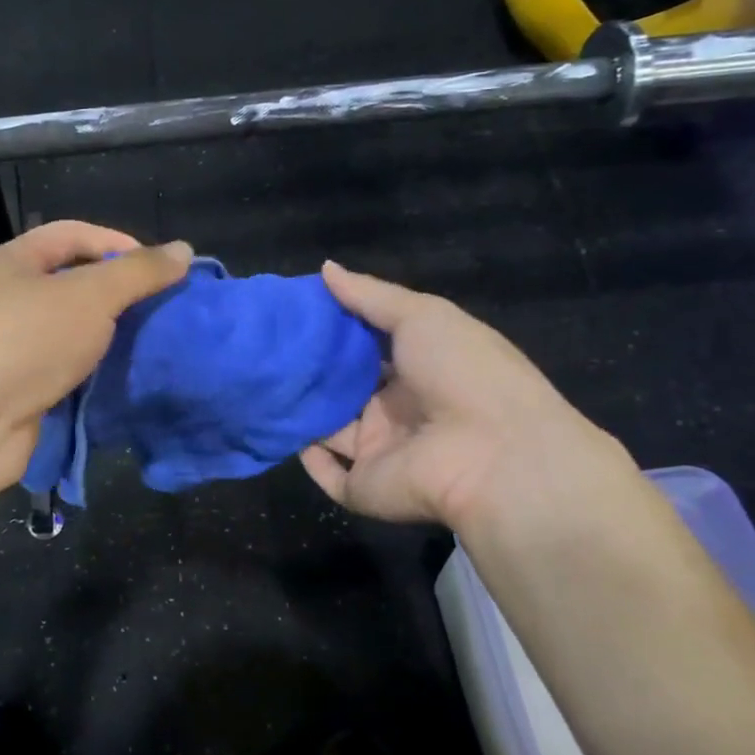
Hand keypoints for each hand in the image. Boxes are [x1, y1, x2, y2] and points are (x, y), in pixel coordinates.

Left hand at [0, 220, 191, 495]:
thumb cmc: (25, 341)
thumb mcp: (90, 295)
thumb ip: (138, 272)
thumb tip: (184, 249)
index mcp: (16, 261)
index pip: (74, 234)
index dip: (120, 243)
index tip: (162, 271)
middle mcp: (11, 299)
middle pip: (75, 284)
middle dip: (120, 295)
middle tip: (163, 311)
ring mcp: (14, 348)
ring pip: (74, 332)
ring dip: (111, 338)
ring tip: (154, 345)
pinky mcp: (22, 390)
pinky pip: (68, 371)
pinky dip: (96, 373)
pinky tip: (127, 379)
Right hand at [299, 262, 617, 532]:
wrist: (493, 452)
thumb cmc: (463, 371)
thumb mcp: (421, 315)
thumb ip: (370, 295)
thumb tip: (324, 268)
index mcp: (418, 369)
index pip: (368, 349)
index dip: (335, 332)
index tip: (296, 312)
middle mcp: (397, 410)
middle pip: (345, 389)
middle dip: (312, 371)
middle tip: (269, 346)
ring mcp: (381, 451)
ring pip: (330, 429)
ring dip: (301, 410)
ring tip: (261, 382)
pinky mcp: (366, 486)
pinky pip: (328, 474)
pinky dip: (307, 457)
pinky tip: (282, 429)